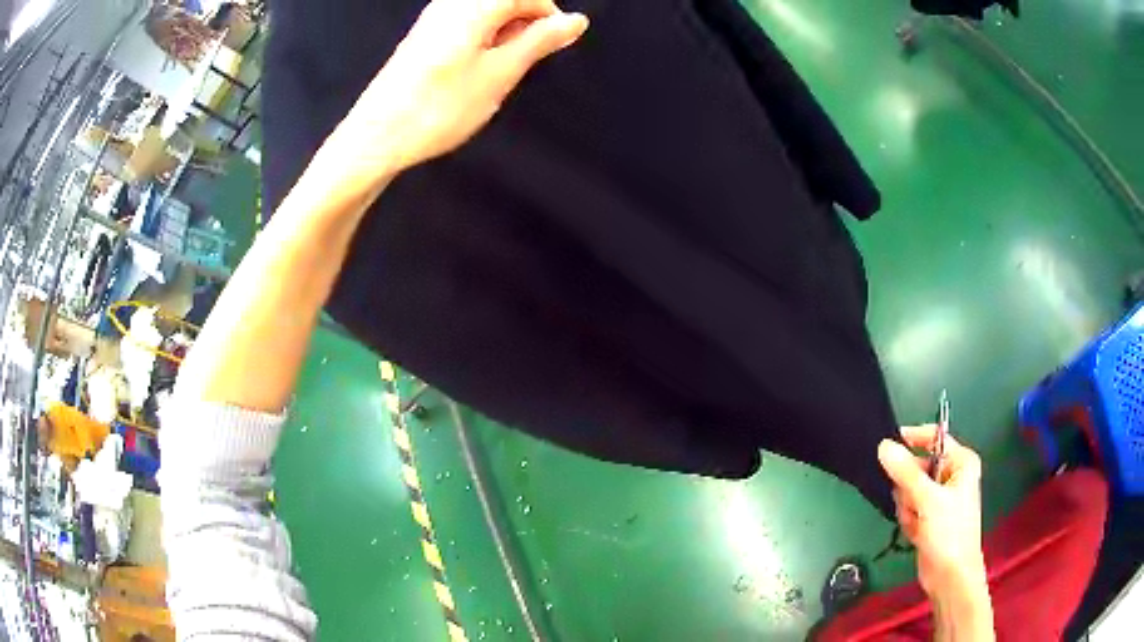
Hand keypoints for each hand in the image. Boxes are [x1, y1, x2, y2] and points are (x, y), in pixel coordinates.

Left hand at [330, 0, 588, 184]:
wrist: (377, 136)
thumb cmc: (440, 107)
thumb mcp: (500, 73)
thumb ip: (539, 41)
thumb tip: (576, 20)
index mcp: (474, 5)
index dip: (548, 17)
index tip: (552, 47)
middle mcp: (451, 3)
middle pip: (505, 1)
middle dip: (524, 26)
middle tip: (521, 64)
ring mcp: (433, 17)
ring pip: (486, 14)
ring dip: (503, 36)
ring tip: (497, 71)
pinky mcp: (423, 35)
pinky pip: (465, 25)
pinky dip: (481, 41)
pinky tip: (474, 70)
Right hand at [878, 425, 986, 599]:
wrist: (950, 575)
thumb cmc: (949, 532)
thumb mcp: (927, 499)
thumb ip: (905, 472)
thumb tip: (884, 445)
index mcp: (961, 462)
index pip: (933, 438)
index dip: (912, 439)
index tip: (888, 447)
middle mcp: (951, 475)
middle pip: (918, 466)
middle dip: (909, 487)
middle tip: (913, 502)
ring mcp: (940, 497)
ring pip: (910, 489)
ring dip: (908, 506)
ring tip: (917, 522)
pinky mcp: (930, 516)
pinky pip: (910, 507)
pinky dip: (909, 519)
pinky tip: (915, 532)